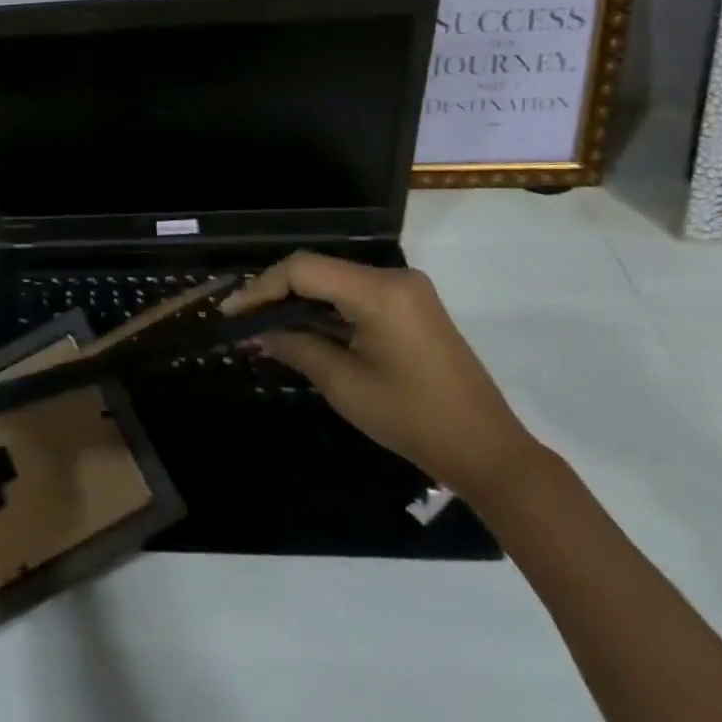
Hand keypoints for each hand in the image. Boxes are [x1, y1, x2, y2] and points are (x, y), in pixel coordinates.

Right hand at [225, 252, 539, 498]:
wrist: (488, 451)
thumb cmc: (413, 419)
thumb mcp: (344, 384)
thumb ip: (296, 347)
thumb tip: (256, 332)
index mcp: (379, 291)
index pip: (303, 270)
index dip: (262, 288)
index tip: (232, 312)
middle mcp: (393, 277)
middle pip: (318, 269)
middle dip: (276, 292)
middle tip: (244, 319)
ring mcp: (406, 289)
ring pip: (335, 280)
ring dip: (300, 300)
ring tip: (265, 324)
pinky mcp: (412, 305)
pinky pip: (355, 294)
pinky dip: (326, 308)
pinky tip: (303, 327)